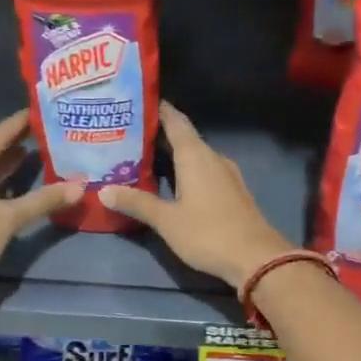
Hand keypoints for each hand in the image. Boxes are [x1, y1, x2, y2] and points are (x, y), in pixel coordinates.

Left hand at [0, 110, 82, 305]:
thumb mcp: (10, 218)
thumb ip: (44, 200)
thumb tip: (80, 186)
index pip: (2, 131)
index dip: (24, 123)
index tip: (44, 113)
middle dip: (17, 145)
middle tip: (47, 139)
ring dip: (4, 165)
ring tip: (32, 160)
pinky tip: (8, 188)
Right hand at [103, 101, 292, 290]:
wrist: (257, 258)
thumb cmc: (208, 233)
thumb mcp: (167, 220)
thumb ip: (137, 203)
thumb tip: (103, 191)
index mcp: (195, 155)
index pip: (175, 121)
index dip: (157, 109)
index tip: (136, 102)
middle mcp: (212, 157)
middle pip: (184, 137)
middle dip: (158, 134)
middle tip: (128, 133)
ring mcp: (226, 174)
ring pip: (195, 155)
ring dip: (172, 154)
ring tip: (143, 156)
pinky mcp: (232, 191)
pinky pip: (204, 170)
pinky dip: (186, 170)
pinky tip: (171, 181)